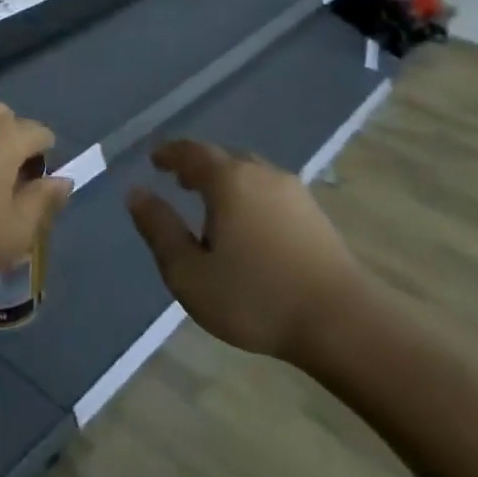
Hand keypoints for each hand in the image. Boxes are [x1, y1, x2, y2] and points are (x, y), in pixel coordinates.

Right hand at [126, 139, 368, 367]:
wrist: (342, 324)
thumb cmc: (255, 298)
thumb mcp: (189, 272)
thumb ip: (159, 229)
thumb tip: (135, 193)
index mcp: (229, 180)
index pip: (192, 152)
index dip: (170, 153)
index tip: (154, 160)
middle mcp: (262, 174)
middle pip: (223, 157)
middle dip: (197, 165)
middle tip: (178, 179)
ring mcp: (294, 192)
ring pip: (250, 172)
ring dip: (225, 180)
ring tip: (209, 201)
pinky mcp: (314, 214)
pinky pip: (269, 190)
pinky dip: (248, 194)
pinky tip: (246, 222)